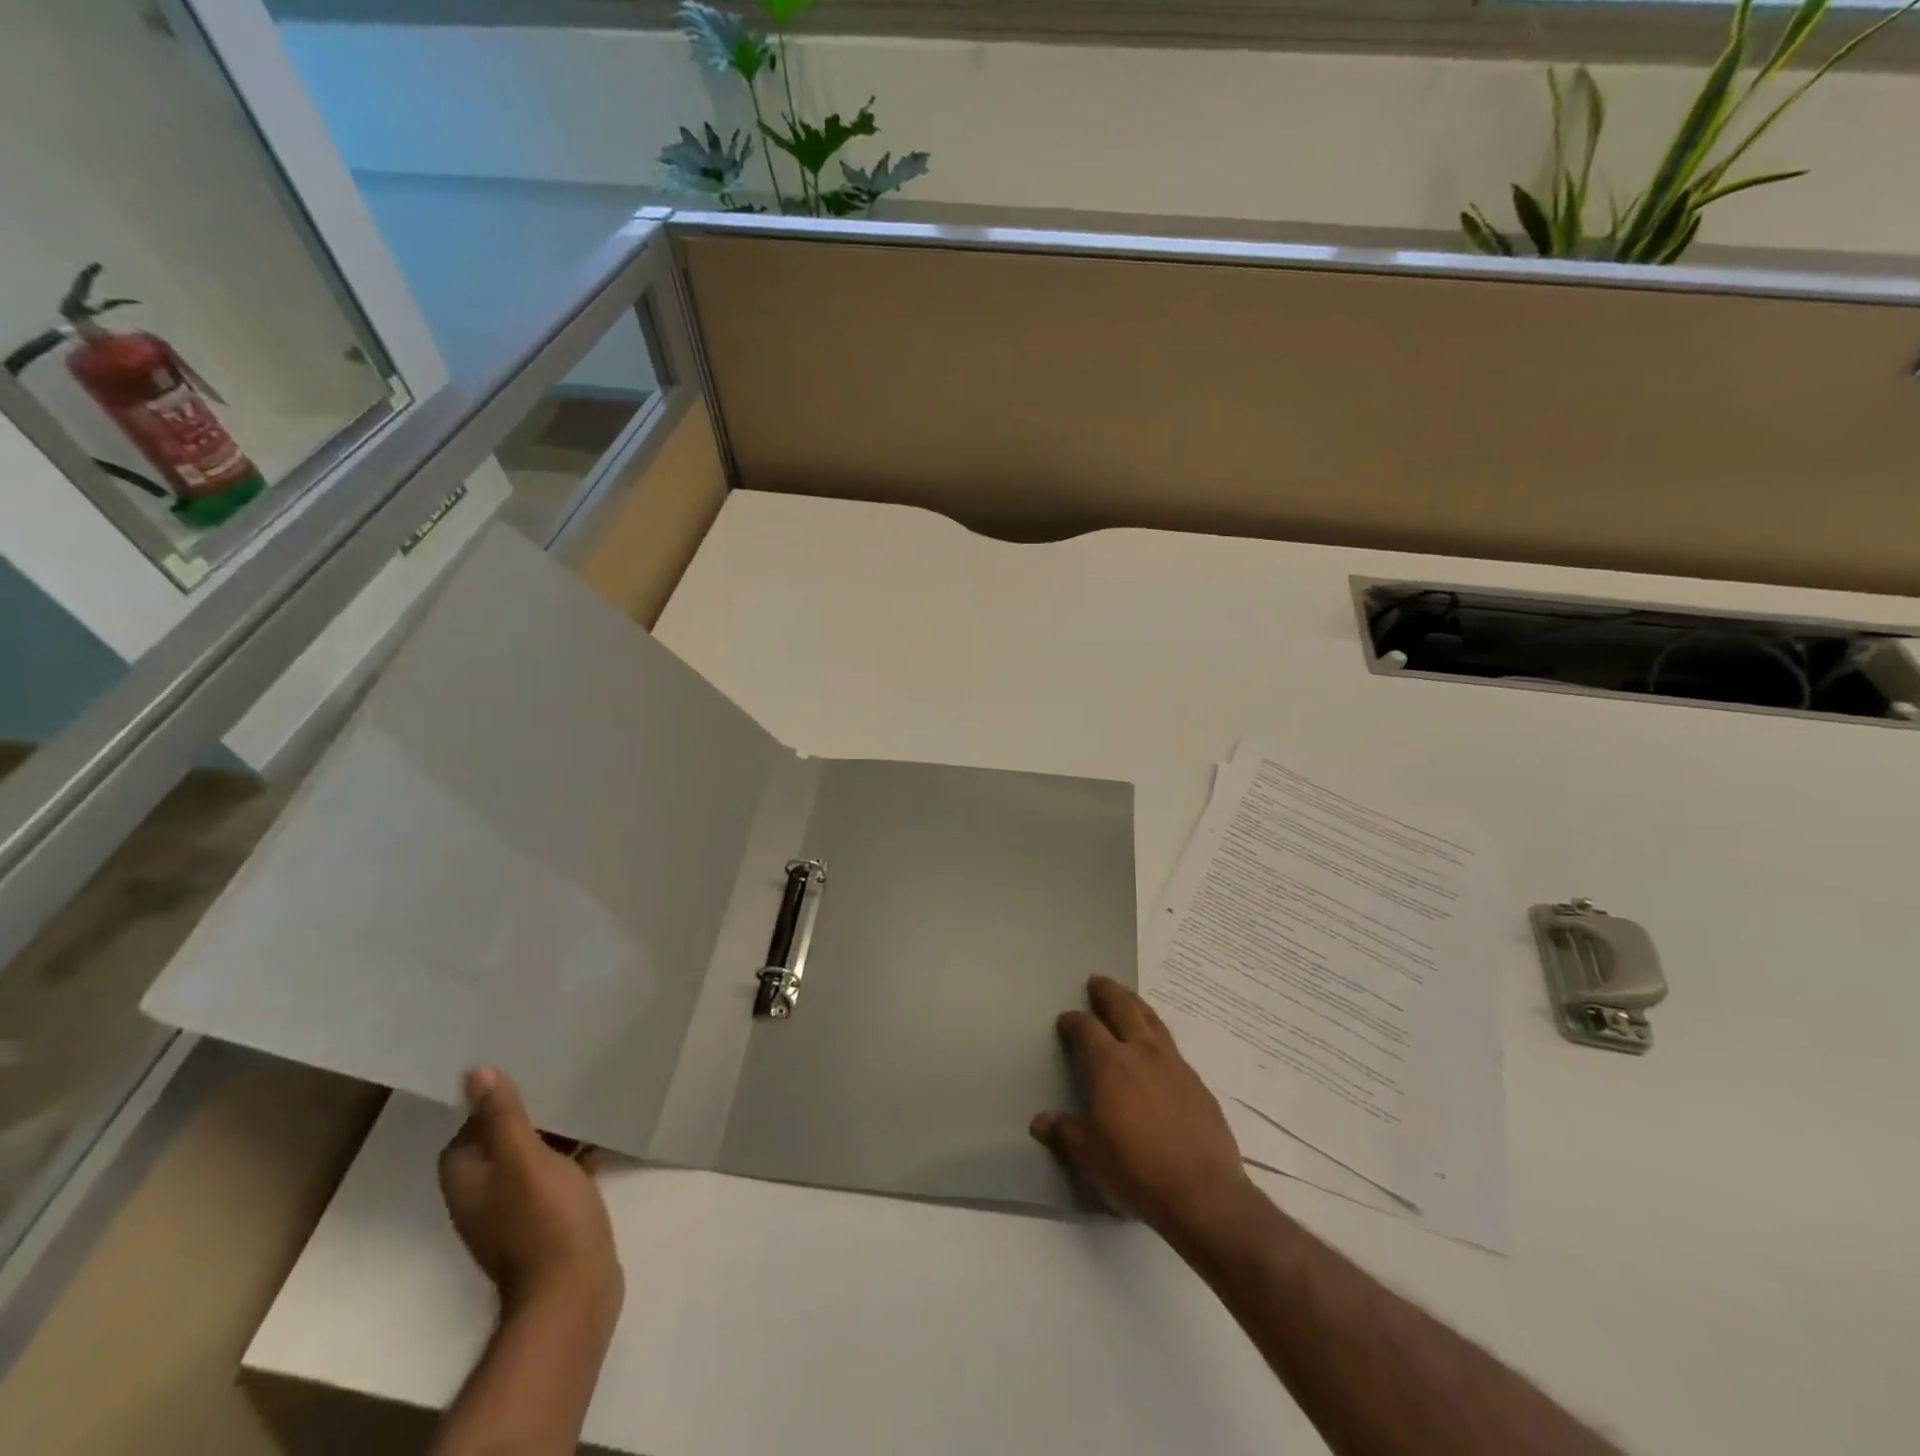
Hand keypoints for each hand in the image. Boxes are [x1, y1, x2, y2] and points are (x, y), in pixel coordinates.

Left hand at [438, 1067, 623, 1320]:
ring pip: (532, 1158)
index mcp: (469, 1181)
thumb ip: (503, 1116)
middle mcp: (484, 1197)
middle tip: (563, 1080)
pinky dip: (573, 1158)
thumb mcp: (525, 1159)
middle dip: (531, 1113)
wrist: (573, 1290)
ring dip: (555, 1134)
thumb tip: (475, 1073)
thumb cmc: (544, 1219)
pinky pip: (556, 1176)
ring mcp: (516, 1212)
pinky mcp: (548, 1220)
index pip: (469, 1130)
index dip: (493, 1103)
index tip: (528, 1074)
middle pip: (502, 1143)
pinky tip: (602, 1140)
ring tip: (587, 1101)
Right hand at [1031, 975, 1253, 1238]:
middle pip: (1124, 1008)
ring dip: (1137, 1005)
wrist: (1203, 1192)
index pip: (1087, 1029)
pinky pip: (1173, 1048)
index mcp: (1110, 1065)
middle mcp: (1142, 1054)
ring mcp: (1175, 1066)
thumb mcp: (1089, 1155)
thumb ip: (1065, 1133)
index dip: (1074, 1021)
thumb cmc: (1136, 1169)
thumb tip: (1040, 1122)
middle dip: (1109, 992)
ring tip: (1129, 999)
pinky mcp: (1198, 1084)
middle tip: (1098, 981)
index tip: (1066, 1019)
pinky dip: (1159, 1037)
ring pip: (1153, 1021)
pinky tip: (1158, 1051)